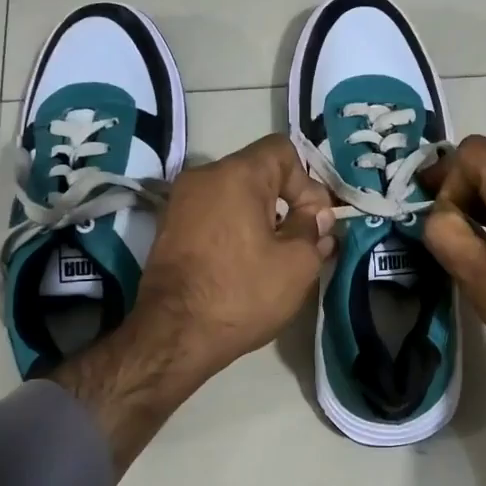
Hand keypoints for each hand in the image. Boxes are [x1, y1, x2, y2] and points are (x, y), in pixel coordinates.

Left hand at [135, 133, 336, 380]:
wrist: (174, 334)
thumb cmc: (242, 293)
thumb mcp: (297, 265)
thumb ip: (313, 230)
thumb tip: (316, 217)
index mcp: (237, 174)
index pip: (282, 150)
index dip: (307, 181)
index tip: (314, 221)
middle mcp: (204, 177)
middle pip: (258, 172)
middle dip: (287, 200)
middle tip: (303, 240)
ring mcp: (181, 202)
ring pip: (235, 194)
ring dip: (261, 216)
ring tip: (276, 255)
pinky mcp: (170, 227)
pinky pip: (214, 213)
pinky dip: (235, 228)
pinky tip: (246, 263)